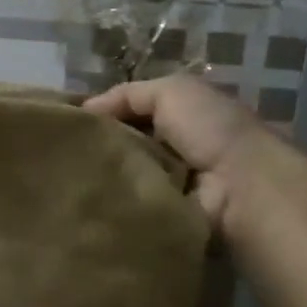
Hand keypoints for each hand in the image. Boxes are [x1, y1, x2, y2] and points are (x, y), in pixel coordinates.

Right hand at [83, 72, 268, 224]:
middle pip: (125, 144)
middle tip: (63, 151)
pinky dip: (113, 201)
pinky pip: (129, 204)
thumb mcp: (171, 91)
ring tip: (70, 176)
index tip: (69, 123)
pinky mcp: (167, 215)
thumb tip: (84, 110)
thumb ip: (126, 95)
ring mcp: (172, 185)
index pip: (131, 112)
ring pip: (123, 175)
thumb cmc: (211, 129)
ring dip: (103, 175)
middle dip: (98, 146)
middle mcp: (177, 149)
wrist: (243, 188)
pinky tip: (89, 197)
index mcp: (183, 116)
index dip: (102, 115)